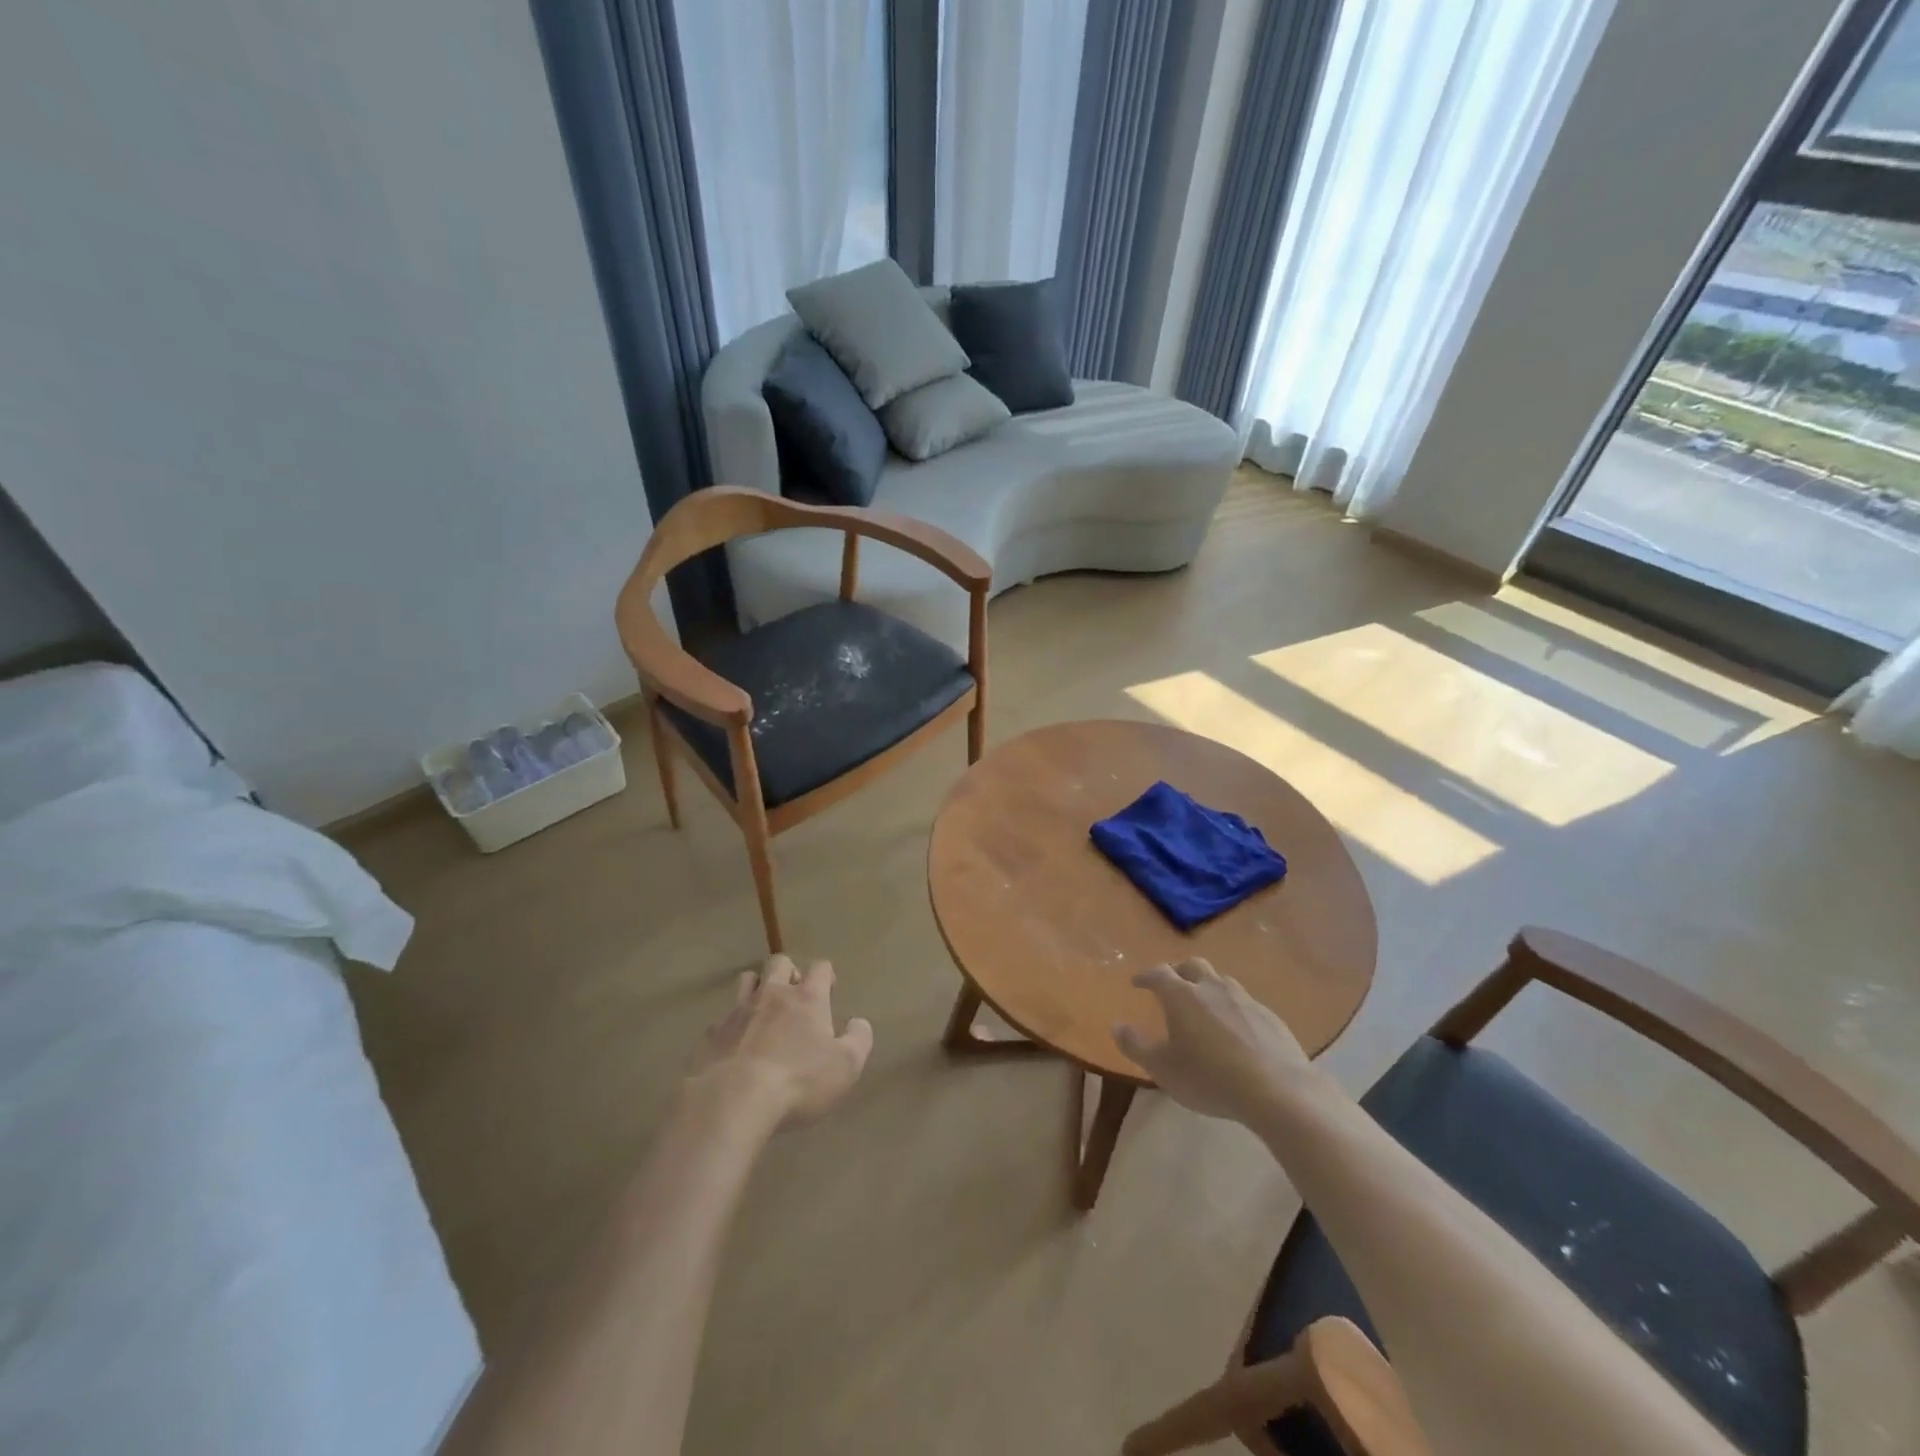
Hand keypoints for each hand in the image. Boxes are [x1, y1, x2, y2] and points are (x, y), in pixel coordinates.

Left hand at [690, 955, 873, 1125]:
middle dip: (788, 973)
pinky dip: (732, 1025)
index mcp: (808, 998)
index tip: (828, 991)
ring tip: (762, 1011)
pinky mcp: (712, 1033)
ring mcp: (738, 1011)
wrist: (733, 1101)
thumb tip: (858, 1022)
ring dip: (757, 988)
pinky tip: (735, 1046)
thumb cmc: (799, 1081)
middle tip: (794, 997)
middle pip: (779, 962)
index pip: (820, 967)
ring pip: (747, 980)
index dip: (826, 975)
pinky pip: (723, 1018)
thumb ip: (859, 1039)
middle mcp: (773, 994)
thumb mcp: (846, 1066)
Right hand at [1114, 959, 1311, 1124]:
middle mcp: (1212, 988)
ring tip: (1204, 1006)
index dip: (1146, 975)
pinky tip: (1236, 1030)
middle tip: (1171, 985)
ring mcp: (1244, 999)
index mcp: (1182, 995)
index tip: (1137, 982)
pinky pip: (1245, 1003)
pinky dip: (1233, 1008)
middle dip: (1178, 971)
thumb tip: (1116, 1026)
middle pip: (1193, 966)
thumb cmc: (1210, 1078)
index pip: (1158, 973)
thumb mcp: (1163, 1069)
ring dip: (1208, 987)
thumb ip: (1136, 1046)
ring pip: (1221, 981)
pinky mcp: (1270, 1016)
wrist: (1278, 1090)